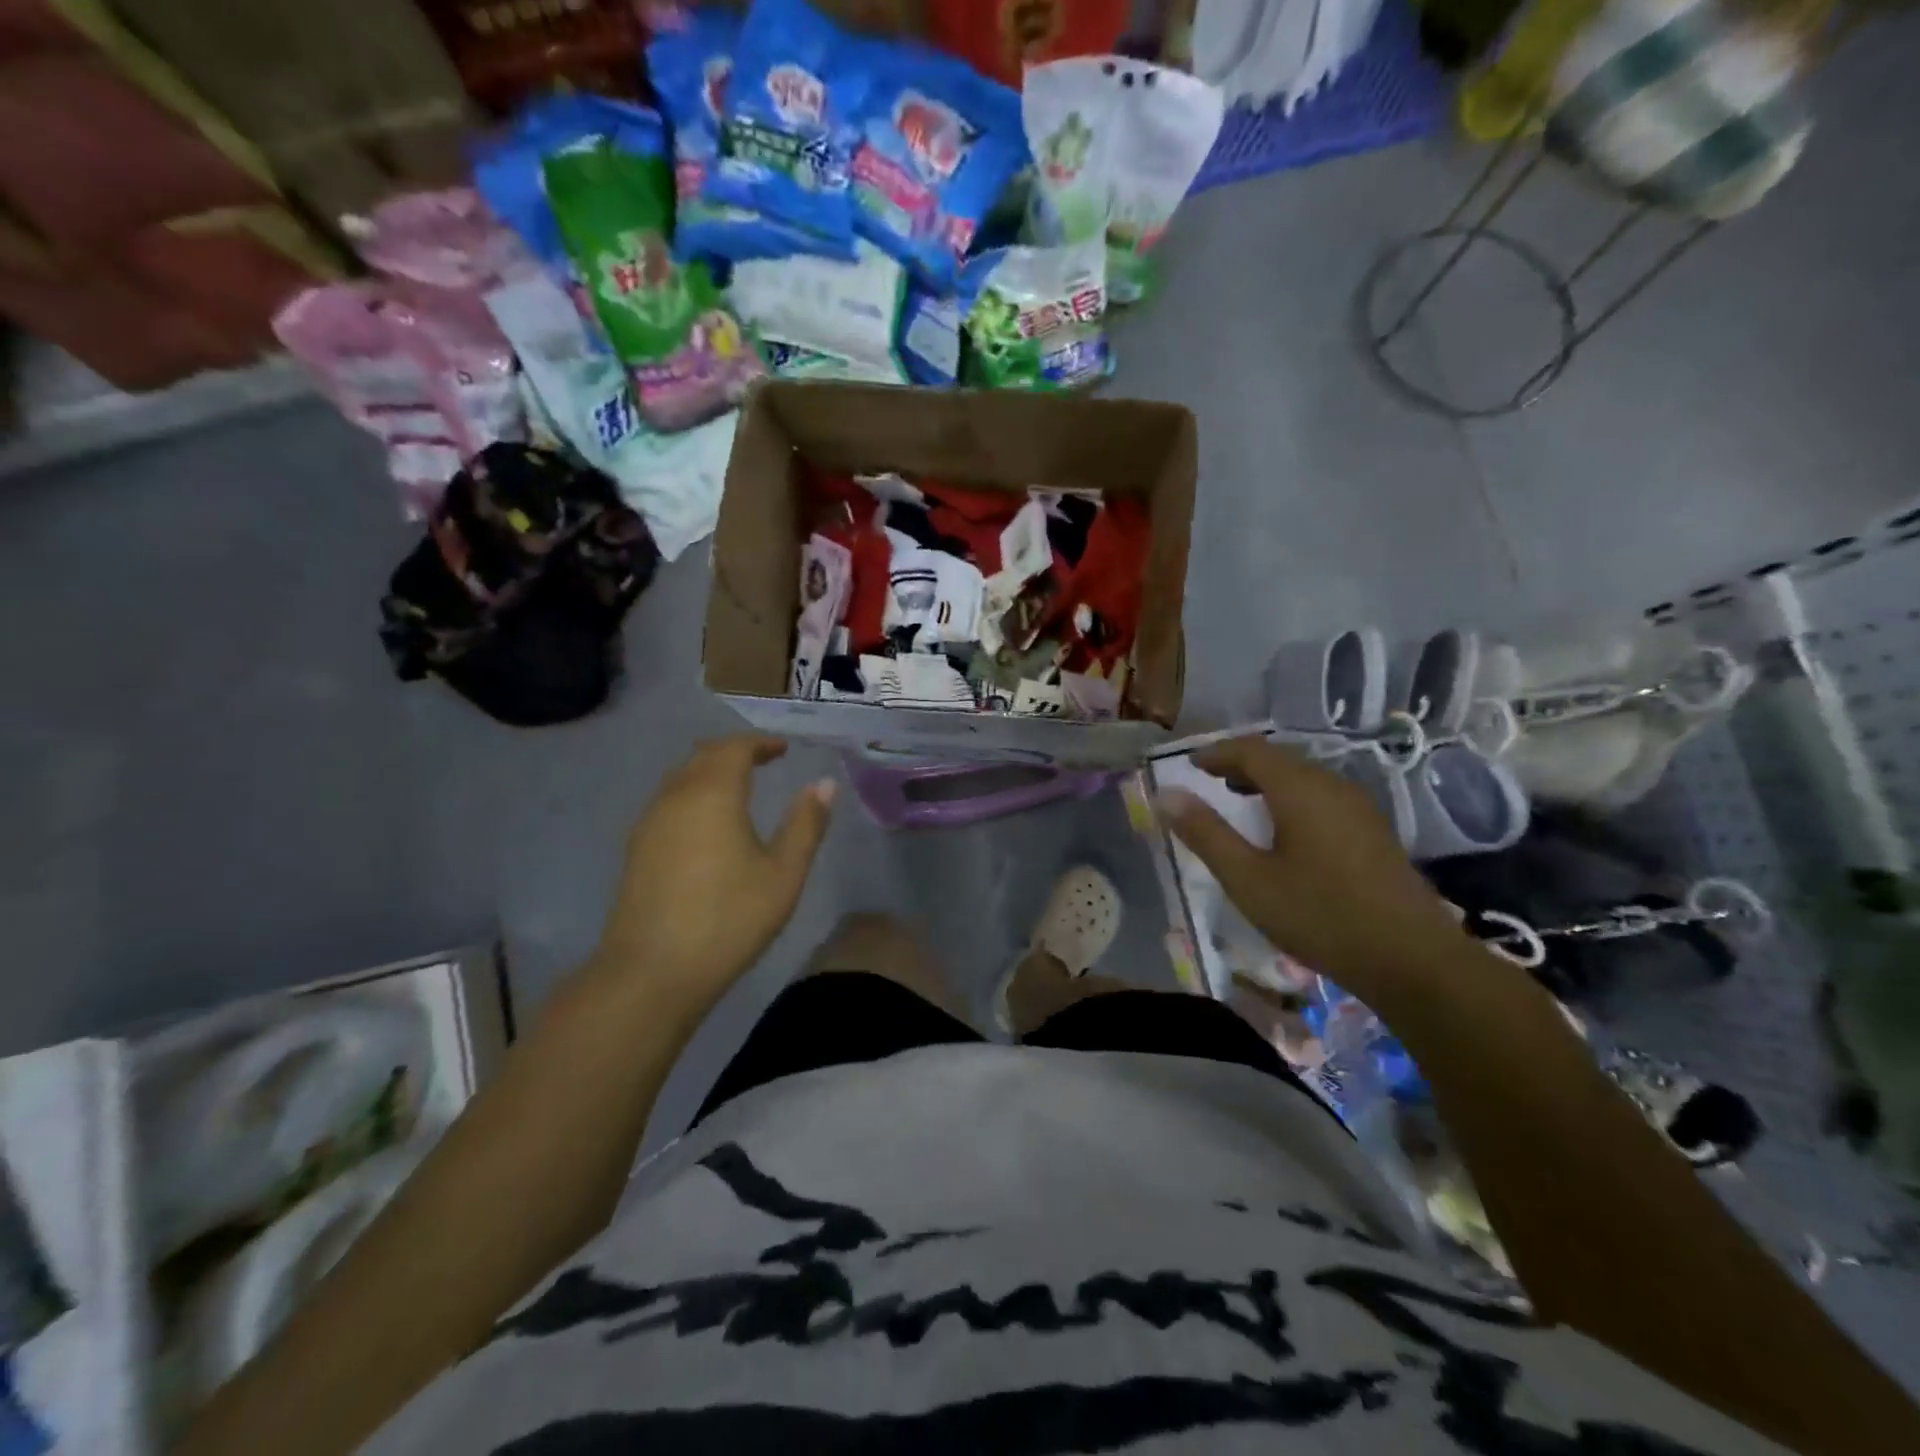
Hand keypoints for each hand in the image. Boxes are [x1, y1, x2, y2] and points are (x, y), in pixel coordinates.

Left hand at [592, 735, 834, 1003]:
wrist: (652, 973)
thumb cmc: (728, 919)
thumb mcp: (783, 874)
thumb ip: (805, 825)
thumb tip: (824, 785)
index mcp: (712, 794)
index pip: (735, 748)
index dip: (760, 743)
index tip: (783, 749)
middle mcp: (675, 797)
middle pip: (703, 756)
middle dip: (734, 751)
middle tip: (763, 760)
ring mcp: (649, 823)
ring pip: (680, 778)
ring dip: (710, 772)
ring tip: (738, 787)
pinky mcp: (636, 849)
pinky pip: (668, 802)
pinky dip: (693, 794)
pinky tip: (707, 823)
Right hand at [1158, 737, 1468, 991]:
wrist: (1411, 959)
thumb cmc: (1319, 915)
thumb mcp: (1248, 879)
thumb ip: (1206, 833)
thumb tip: (1166, 795)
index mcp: (1300, 789)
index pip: (1251, 750)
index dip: (1216, 752)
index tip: (1189, 764)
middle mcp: (1332, 786)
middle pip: (1279, 759)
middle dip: (1240, 764)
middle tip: (1209, 780)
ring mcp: (1358, 807)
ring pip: (1303, 777)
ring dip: (1266, 781)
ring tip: (1239, 799)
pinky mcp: (1373, 831)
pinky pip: (1321, 796)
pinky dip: (1291, 797)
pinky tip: (1284, 830)